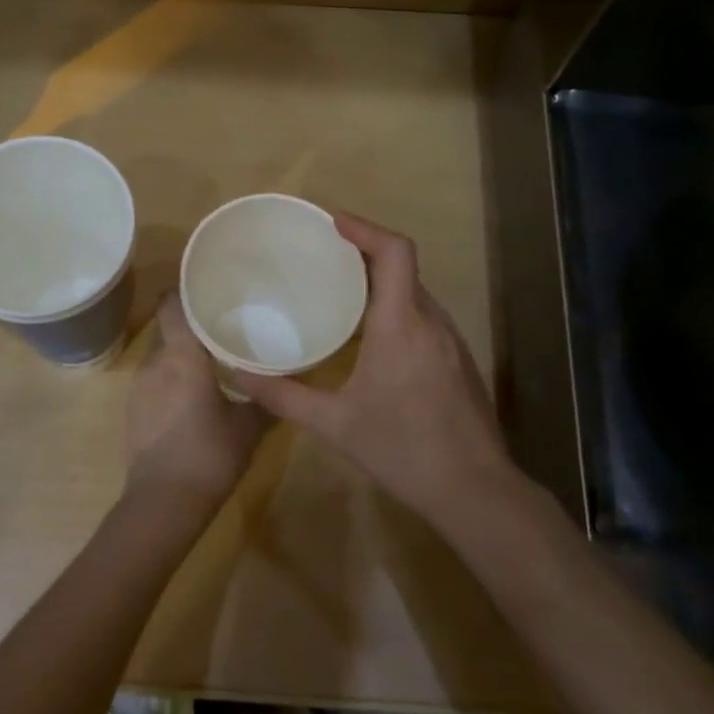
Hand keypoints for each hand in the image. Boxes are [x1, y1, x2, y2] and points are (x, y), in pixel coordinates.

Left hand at [126, 292, 270, 507]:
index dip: (184, 291)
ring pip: (161, 356)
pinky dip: (171, 379)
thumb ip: (266, 399)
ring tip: (211, 363)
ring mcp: (138, 387)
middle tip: (222, 327)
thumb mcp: (248, 428)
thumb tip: (289, 382)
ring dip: (181, 356)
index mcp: (181, 356)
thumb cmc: (209, 455)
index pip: (171, 304)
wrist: (162, 503)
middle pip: (168, 329)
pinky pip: (154, 380)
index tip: (208, 288)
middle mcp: (155, 362)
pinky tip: (192, 397)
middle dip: (191, 326)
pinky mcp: (133, 410)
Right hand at [229, 214, 509, 521]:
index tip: (331, 222)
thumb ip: (284, 396)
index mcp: (402, 324)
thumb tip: (237, 375)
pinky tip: (369, 335)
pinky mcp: (457, 359)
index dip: (365, 228)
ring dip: (379, 281)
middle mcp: (431, 321)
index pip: (394, 252)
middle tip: (320, 255)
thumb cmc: (402, 450)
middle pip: (402, 266)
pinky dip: (395, 307)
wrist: (475, 491)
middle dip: (363, 252)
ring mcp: (450, 340)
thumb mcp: (335, 425)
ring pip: (414, 292)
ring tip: (337, 290)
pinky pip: (423, 316)